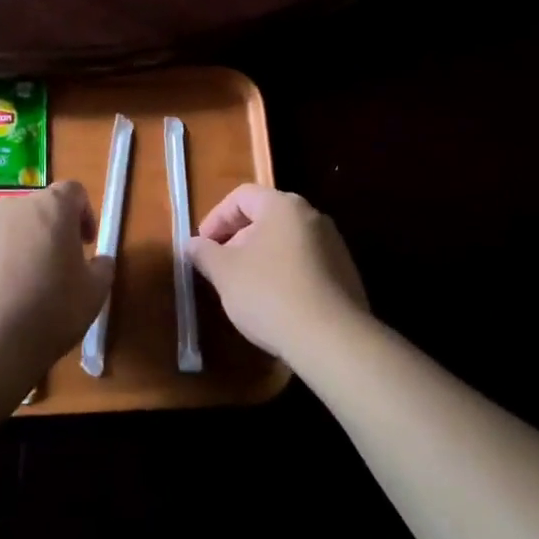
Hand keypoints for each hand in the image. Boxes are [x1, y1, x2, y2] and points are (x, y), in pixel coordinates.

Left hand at [0, 182, 111, 397]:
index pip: (73, 192)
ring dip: (19, 246)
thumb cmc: (47, 314)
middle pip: (38, 209)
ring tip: (21, 287)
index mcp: (51, 208)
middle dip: (50, 232)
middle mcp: (13, 206)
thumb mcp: (93, 296)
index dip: (83, 214)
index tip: (85, 245)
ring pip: (8, 228)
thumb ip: (102, 268)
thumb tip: (99, 260)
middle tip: (55, 269)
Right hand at [188, 185, 368, 362]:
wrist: (333, 342)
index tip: (202, 246)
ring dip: (261, 257)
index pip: (241, 196)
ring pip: (286, 242)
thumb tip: (192, 244)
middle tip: (221, 267)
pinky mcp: (346, 275)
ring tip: (245, 288)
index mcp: (283, 206)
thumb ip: (204, 253)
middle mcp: (312, 216)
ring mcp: (334, 246)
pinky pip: (306, 264)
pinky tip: (275, 304)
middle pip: (265, 217)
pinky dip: (284, 274)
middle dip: (237, 239)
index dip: (216, 218)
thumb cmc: (270, 294)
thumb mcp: (225, 273)